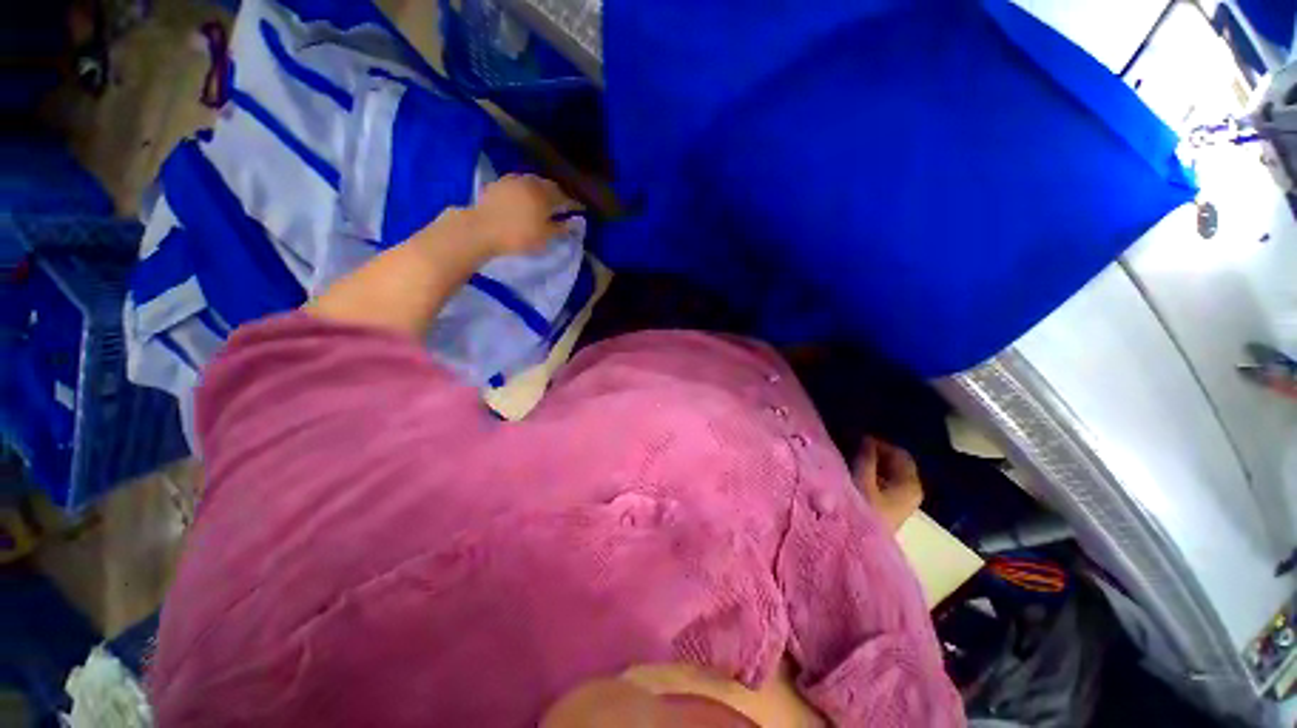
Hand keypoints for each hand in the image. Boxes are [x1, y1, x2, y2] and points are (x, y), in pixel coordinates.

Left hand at [467, 174, 581, 256]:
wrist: (481, 230)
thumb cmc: (518, 236)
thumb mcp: (545, 237)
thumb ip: (561, 228)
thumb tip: (574, 222)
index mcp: (544, 193)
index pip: (564, 196)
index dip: (573, 204)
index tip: (579, 210)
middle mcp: (530, 182)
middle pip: (548, 186)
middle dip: (556, 195)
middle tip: (561, 206)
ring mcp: (512, 181)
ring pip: (532, 183)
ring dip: (540, 191)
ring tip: (542, 203)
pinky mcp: (497, 185)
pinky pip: (517, 185)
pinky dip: (525, 192)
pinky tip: (523, 201)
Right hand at [852, 436, 922, 532]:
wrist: (857, 552)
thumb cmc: (862, 513)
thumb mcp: (861, 480)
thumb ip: (866, 457)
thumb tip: (864, 437)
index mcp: (911, 485)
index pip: (898, 453)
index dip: (876, 443)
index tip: (852, 438)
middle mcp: (910, 492)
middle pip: (891, 463)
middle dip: (870, 453)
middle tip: (846, 446)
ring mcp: (897, 503)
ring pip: (883, 473)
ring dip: (866, 464)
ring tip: (845, 459)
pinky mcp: (884, 510)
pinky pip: (878, 483)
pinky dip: (866, 475)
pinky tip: (849, 475)